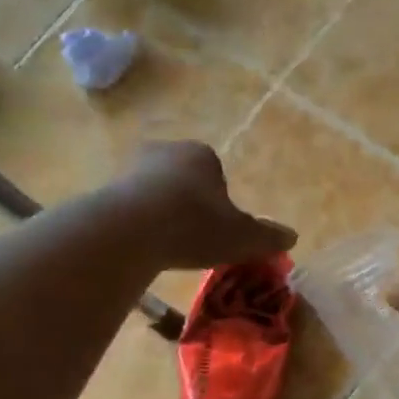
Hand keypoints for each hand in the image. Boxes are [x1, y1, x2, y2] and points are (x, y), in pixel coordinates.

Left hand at [113, 142, 296, 269]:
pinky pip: (129, 206)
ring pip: (155, 191)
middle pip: (183, 179)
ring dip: (161, 213)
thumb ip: (267, 237)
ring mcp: (131, 167)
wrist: (131, 230)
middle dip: (188, 204)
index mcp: (202, 154)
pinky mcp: (106, 188)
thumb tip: (292, 237)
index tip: (217, 229)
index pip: (216, 173)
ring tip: (165, 245)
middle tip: (192, 238)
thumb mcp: (242, 238)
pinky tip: (141, 247)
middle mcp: (166, 151)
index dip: (219, 202)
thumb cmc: (195, 226)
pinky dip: (136, 223)